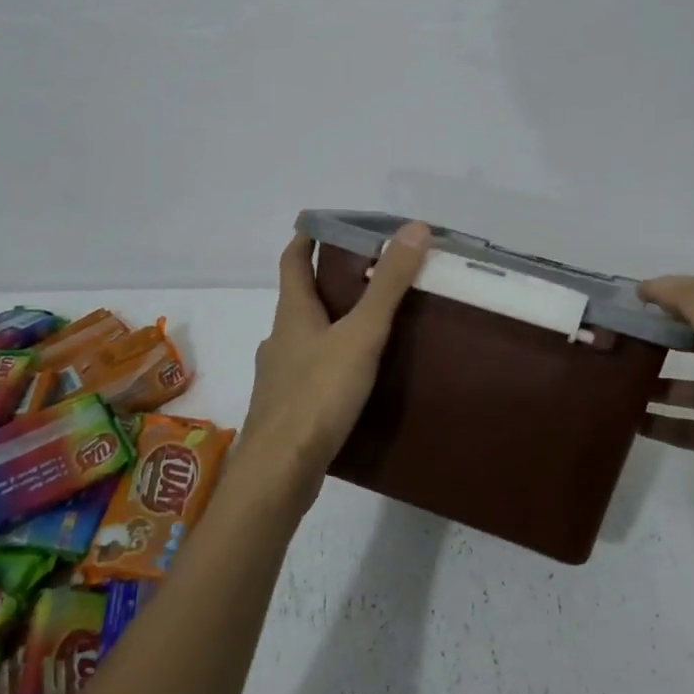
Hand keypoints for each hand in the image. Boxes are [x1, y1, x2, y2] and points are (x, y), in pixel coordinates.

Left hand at [239, 222, 432, 511]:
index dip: (307, 238)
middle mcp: (280, 338)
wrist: (280, 471)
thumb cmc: (318, 394)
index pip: (293, 260)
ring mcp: (280, 376)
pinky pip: (311, 372)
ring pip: (307, 337)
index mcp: (292, 313)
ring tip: (372, 326)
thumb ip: (388, 284)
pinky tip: (357, 378)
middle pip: (302, 298)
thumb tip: (414, 228)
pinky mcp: (288, 409)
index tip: (325, 223)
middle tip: (371, 274)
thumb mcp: (362, 333)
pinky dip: (332, 362)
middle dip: (330, 282)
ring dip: (333, 324)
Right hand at [638, 276, 693, 558]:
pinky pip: (684, 424)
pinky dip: (658, 420)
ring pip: (688, 381)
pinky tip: (631, 422)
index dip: (673, 288)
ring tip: (618, 379)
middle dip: (660, 331)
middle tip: (621, 336)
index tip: (633, 299)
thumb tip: (655, 289)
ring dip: (654, 377)